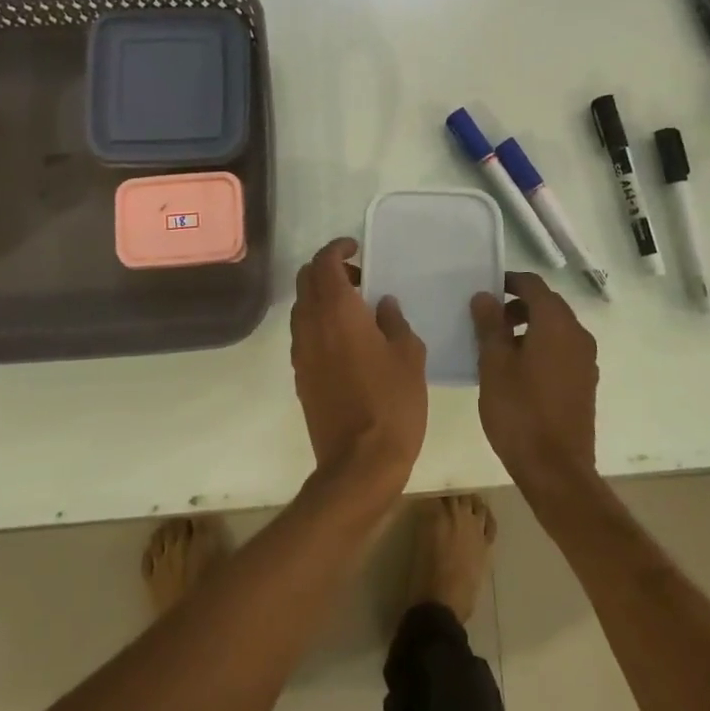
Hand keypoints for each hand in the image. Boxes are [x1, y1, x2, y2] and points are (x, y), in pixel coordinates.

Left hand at [290, 238, 426, 502]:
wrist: (359, 462)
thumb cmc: (392, 402)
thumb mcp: (409, 355)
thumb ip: (394, 321)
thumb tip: (382, 305)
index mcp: (338, 310)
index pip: (324, 262)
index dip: (337, 248)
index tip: (356, 248)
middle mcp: (312, 324)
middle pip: (306, 279)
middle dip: (327, 269)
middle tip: (358, 278)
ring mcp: (301, 350)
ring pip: (301, 306)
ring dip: (321, 296)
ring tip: (355, 309)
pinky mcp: (300, 374)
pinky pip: (303, 333)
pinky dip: (318, 322)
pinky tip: (346, 340)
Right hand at [471, 272, 599, 493]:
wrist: (556, 469)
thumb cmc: (519, 411)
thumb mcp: (494, 365)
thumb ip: (490, 325)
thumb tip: (486, 297)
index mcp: (556, 325)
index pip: (534, 285)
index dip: (510, 282)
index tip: (486, 290)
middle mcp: (578, 336)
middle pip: (548, 305)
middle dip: (518, 305)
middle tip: (487, 319)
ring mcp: (585, 361)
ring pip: (556, 329)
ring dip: (529, 327)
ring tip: (498, 346)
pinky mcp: (585, 383)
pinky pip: (562, 350)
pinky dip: (541, 346)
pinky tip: (517, 370)